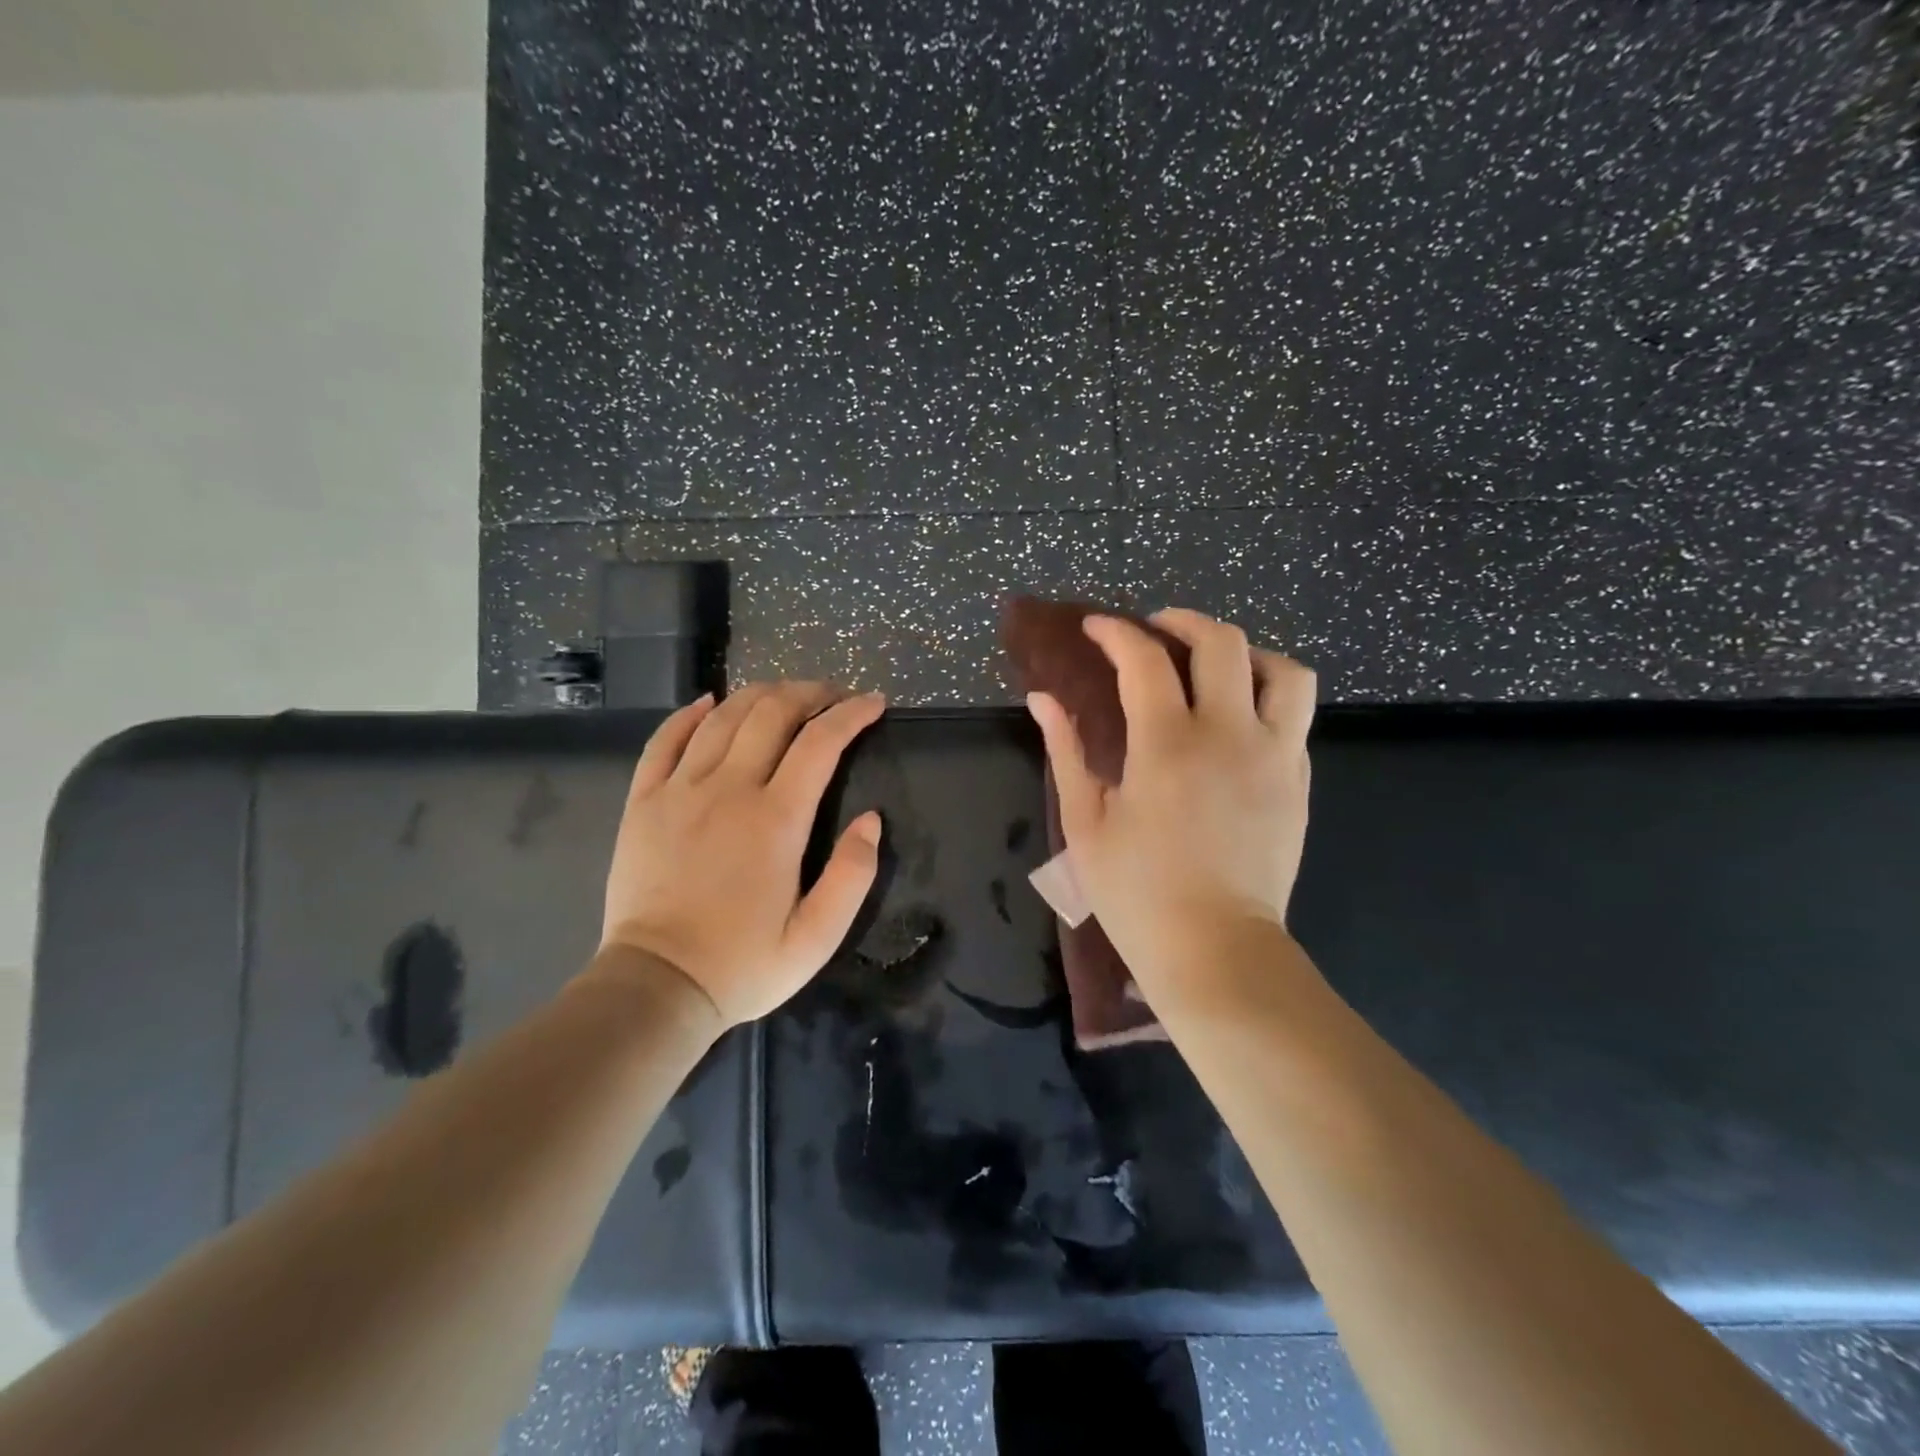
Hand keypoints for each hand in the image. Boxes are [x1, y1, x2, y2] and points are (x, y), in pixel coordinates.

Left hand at [595, 682, 885, 1027]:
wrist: (657, 986)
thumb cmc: (743, 964)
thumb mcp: (817, 937)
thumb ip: (853, 875)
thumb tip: (871, 819)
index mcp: (776, 819)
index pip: (821, 742)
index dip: (851, 714)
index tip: (874, 703)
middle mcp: (728, 789)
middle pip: (772, 713)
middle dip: (811, 693)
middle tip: (835, 696)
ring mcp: (679, 790)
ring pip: (723, 716)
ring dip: (761, 694)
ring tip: (786, 695)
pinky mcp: (643, 801)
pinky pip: (665, 740)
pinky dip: (690, 713)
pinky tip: (710, 703)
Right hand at [1026, 609, 1315, 1004]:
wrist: (1216, 949)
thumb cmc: (1137, 892)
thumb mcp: (1086, 822)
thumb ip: (1066, 751)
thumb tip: (1043, 699)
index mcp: (1167, 746)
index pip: (1144, 660)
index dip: (1116, 633)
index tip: (1096, 628)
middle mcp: (1229, 735)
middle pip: (1222, 643)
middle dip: (1183, 622)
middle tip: (1155, 630)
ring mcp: (1275, 756)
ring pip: (1284, 672)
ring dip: (1246, 654)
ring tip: (1215, 667)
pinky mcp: (1298, 781)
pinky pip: (1296, 716)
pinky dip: (1267, 697)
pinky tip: (1237, 719)